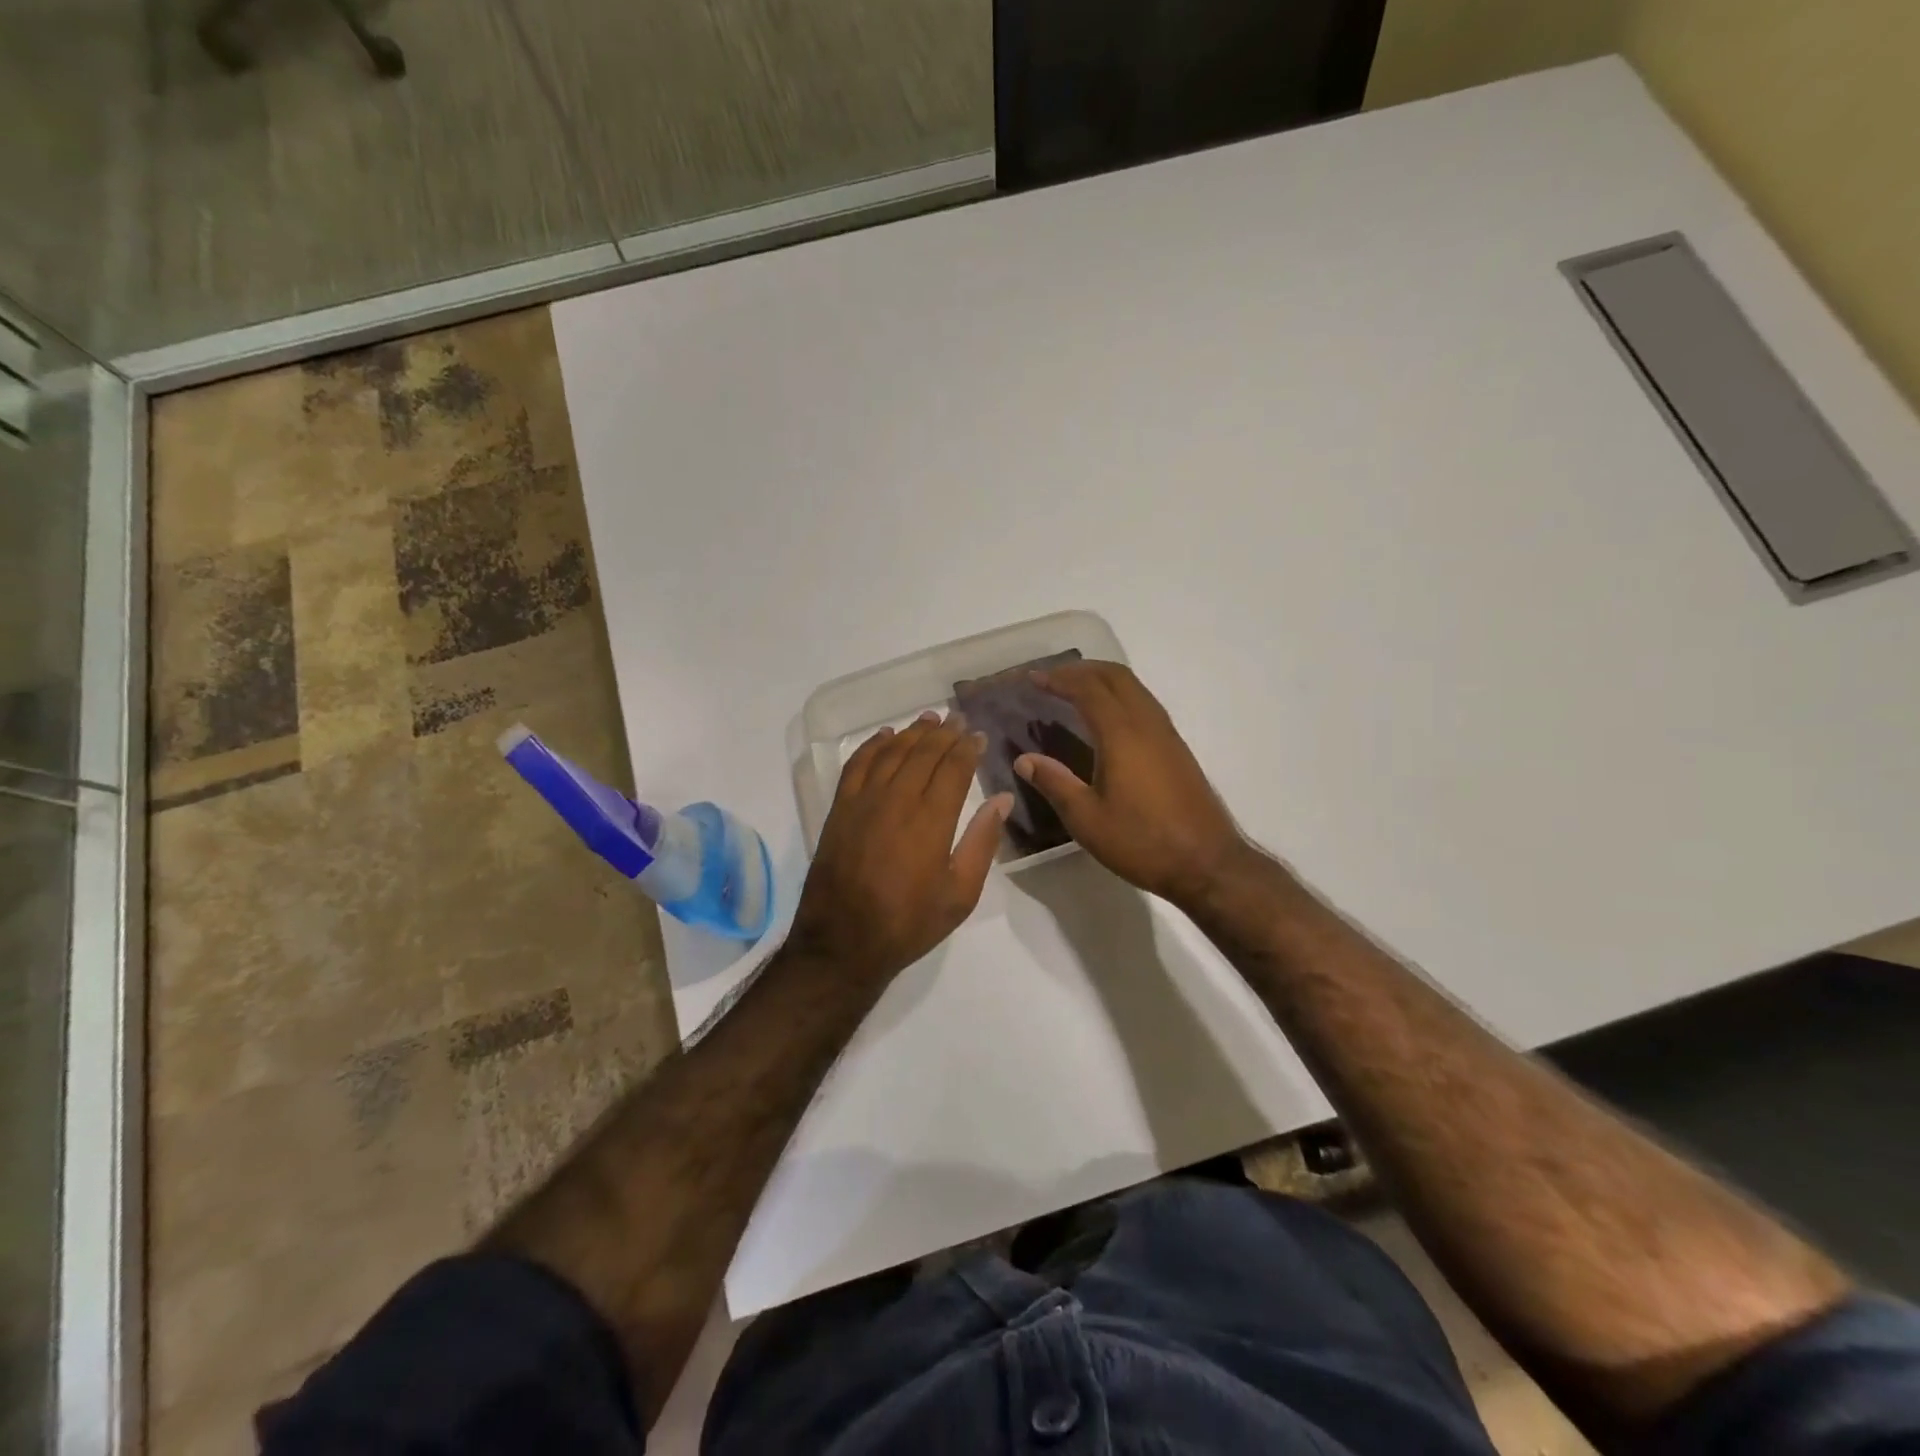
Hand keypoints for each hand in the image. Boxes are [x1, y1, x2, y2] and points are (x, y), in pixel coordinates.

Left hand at [788, 711, 1012, 988]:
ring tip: (929, 719)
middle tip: (958, 719)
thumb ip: (982, 842)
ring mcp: (864, 801)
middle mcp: (898, 799)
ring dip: (912, 732)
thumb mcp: (960, 893)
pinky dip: (873, 745)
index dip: (968, 748)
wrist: (843, 942)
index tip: (978, 735)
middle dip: (944, 733)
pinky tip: (885, 736)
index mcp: (931, 820)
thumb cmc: (909, 923)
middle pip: (923, 753)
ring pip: (892, 752)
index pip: (954, 768)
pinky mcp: (840, 809)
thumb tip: (1002, 798)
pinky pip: (857, 764)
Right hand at [1014, 662, 1250, 911]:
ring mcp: (1167, 735)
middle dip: (1082, 670)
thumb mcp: (1087, 819)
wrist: (1206, 863)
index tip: (1033, 678)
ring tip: (1076, 691)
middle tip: (1053, 678)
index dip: (1060, 679)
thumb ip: (1055, 783)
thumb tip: (1025, 759)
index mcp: (1122, 735)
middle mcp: (1147, 725)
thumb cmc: (1142, 841)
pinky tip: (1107, 720)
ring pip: (1135, 688)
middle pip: (1116, 677)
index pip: (1088, 690)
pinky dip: (1121, 697)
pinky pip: (1145, 704)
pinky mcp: (1177, 749)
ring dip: (1104, 680)